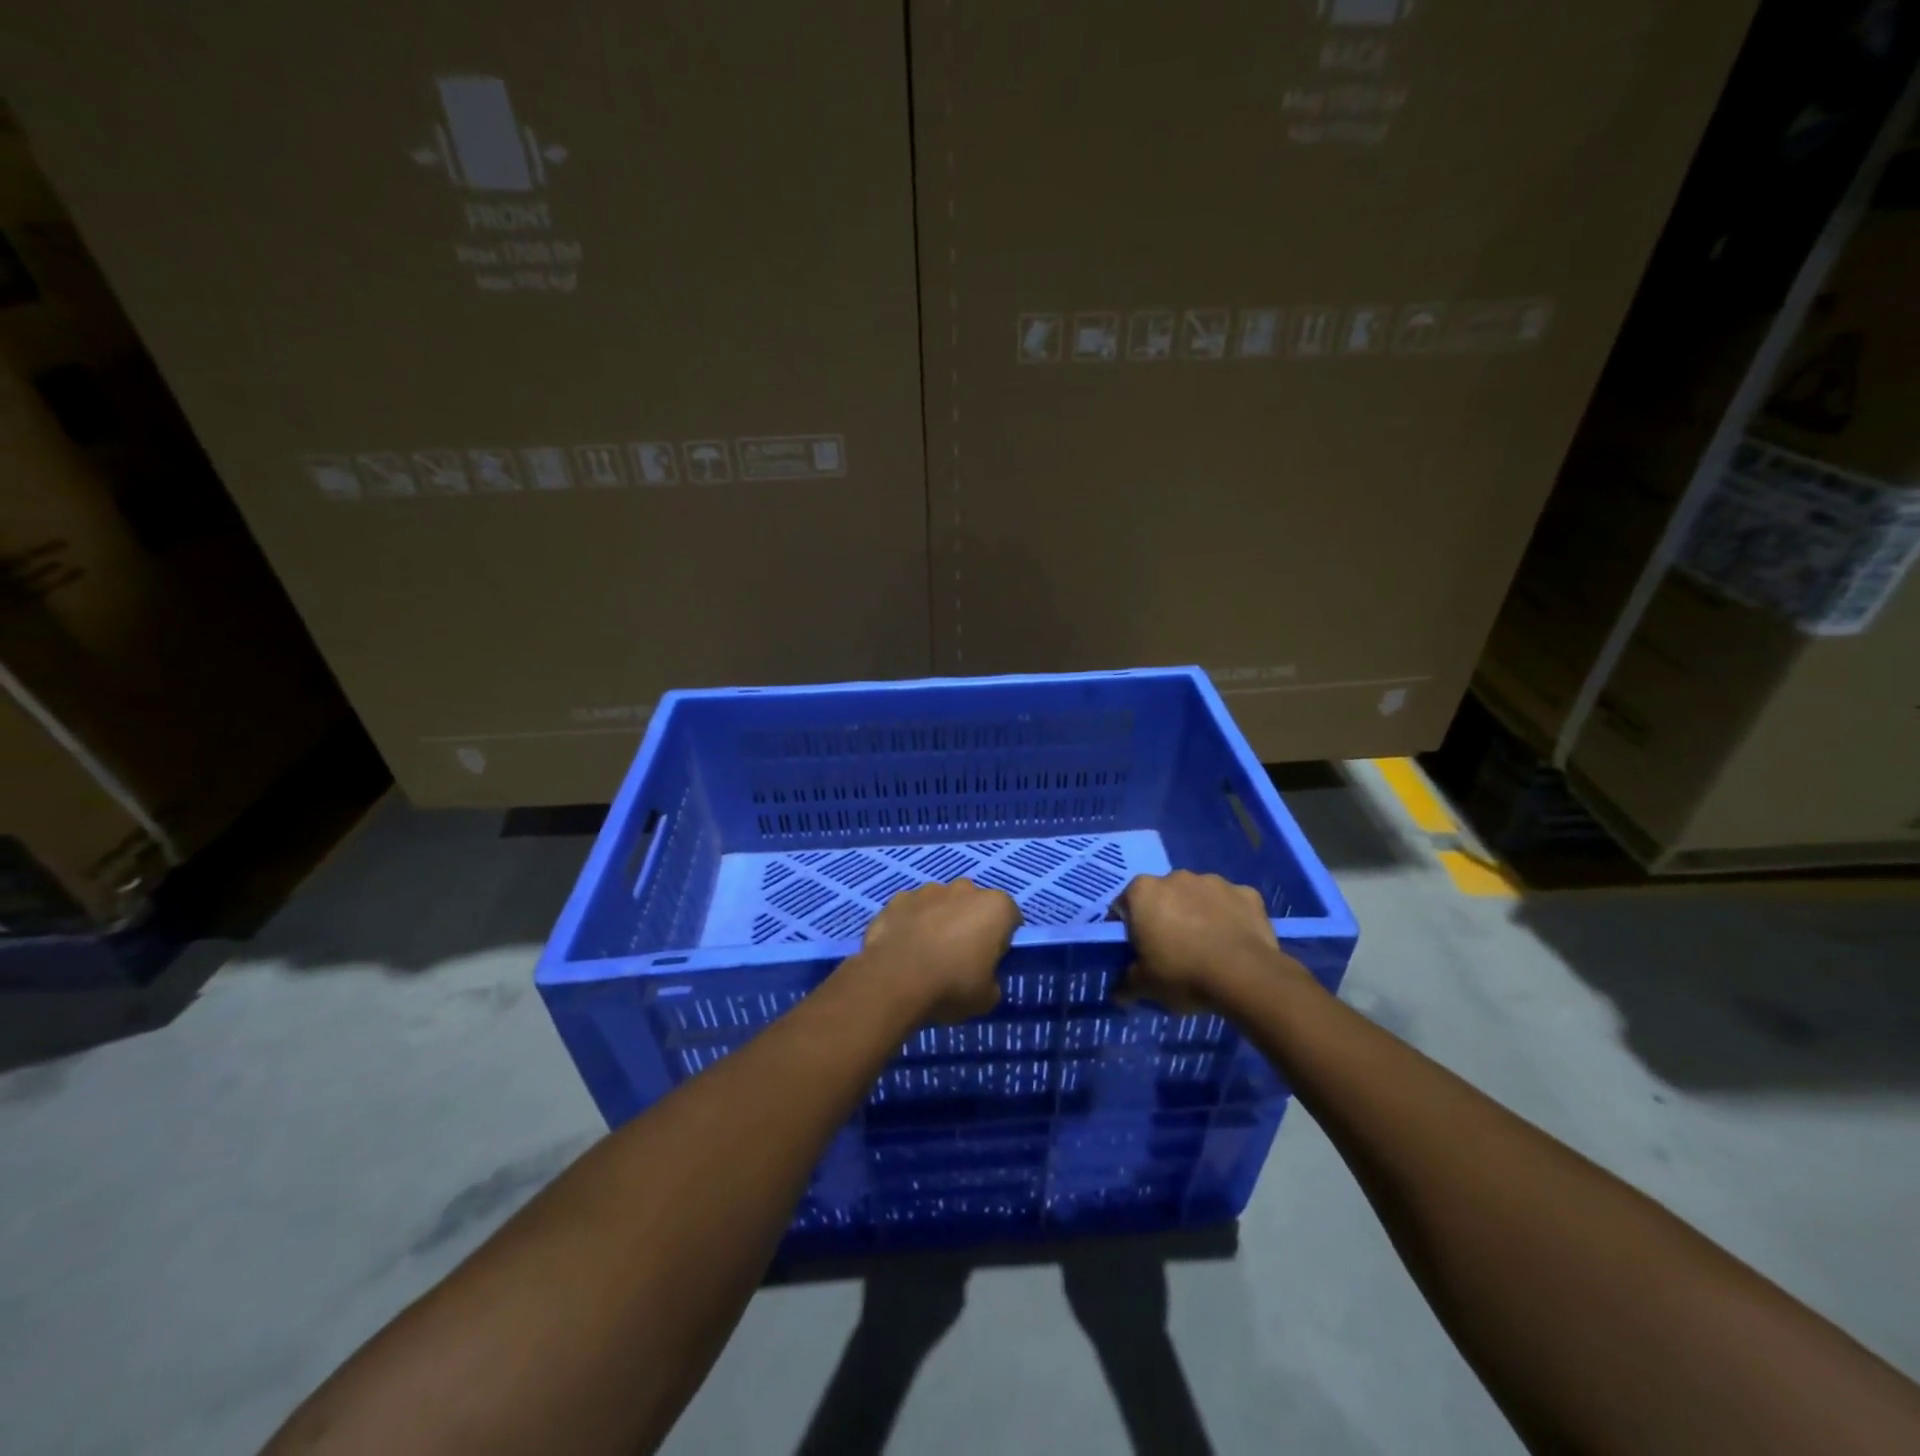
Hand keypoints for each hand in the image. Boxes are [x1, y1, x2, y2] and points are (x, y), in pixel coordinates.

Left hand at [853, 879, 1020, 1023]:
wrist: (893, 981)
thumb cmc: (951, 986)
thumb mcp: (987, 998)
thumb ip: (992, 981)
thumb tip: (985, 978)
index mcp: (995, 907)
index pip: (1010, 918)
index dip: (1002, 940)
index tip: (991, 961)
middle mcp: (964, 889)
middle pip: (974, 905)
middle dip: (970, 924)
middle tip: (960, 957)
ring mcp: (928, 890)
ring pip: (941, 903)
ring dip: (939, 921)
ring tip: (926, 954)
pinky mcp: (898, 898)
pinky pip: (912, 910)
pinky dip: (911, 923)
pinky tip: (903, 949)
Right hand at [1110, 871, 1308, 1013]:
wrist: (1246, 976)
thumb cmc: (1182, 973)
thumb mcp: (1144, 986)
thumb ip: (1125, 985)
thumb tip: (1118, 994)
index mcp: (1143, 891)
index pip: (1124, 907)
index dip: (1128, 930)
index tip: (1137, 952)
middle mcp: (1176, 877)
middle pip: (1162, 897)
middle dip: (1164, 918)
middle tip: (1172, 952)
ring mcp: (1214, 881)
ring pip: (1198, 897)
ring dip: (1197, 914)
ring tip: (1206, 949)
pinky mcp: (1247, 893)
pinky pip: (1231, 904)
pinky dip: (1230, 918)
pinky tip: (1234, 943)